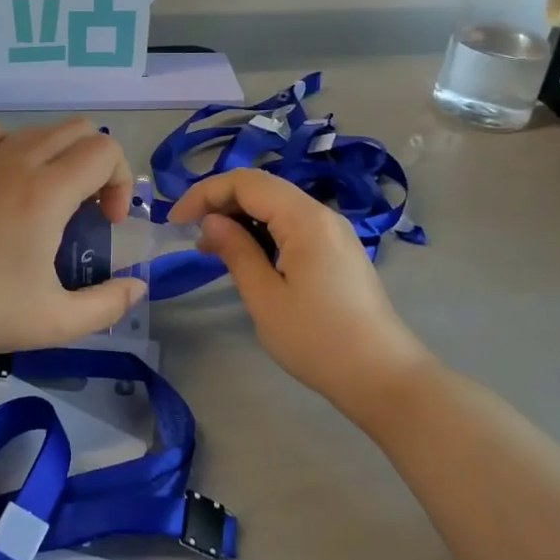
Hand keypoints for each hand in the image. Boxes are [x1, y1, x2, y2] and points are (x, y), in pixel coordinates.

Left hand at [0, 118, 145, 365]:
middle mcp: (16, 163)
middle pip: (77, 130)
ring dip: (58, 155)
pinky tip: (4, 174)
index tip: (108, 224)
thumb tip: (138, 287)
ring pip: (36, 130)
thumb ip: (108, 304)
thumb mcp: (58, 321)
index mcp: (47, 192)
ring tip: (49, 200)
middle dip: (97, 164)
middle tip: (87, 212)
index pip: (105, 150)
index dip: (120, 182)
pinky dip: (7, 143)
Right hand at [168, 169, 433, 414]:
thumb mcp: (266, 298)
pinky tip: (247, 256)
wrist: (383, 377)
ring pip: (278, 205)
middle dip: (221, 201)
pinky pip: (293, 224)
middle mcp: (322, 214)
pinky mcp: (338, 250)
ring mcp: (334, 231)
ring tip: (212, 247)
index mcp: (305, 219)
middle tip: (191, 234)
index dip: (205, 193)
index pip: (246, 183)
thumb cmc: (318, 340)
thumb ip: (236, 252)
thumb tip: (211, 221)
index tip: (175, 221)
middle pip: (263, 188)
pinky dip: (263, 230)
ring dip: (241, 216)